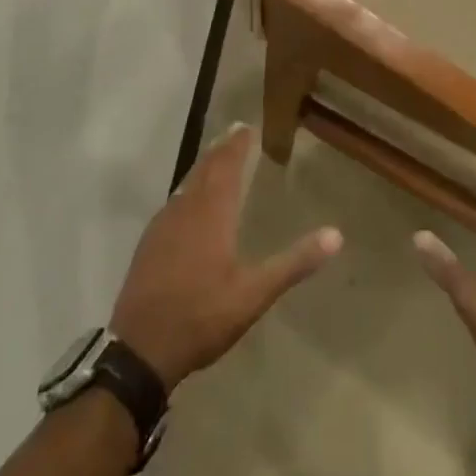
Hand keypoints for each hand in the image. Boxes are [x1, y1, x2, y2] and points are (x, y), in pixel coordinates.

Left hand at [110, 123, 341, 389]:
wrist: (139, 349)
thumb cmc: (202, 316)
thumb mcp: (254, 294)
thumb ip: (294, 263)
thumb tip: (336, 235)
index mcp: (212, 214)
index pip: (227, 167)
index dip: (237, 145)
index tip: (246, 126)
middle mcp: (186, 210)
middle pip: (204, 169)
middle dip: (220, 149)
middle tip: (233, 130)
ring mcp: (163, 226)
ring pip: (186, 184)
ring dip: (203, 166)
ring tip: (215, 157)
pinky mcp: (149, 243)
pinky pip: (173, 202)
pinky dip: (187, 190)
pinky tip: (188, 201)